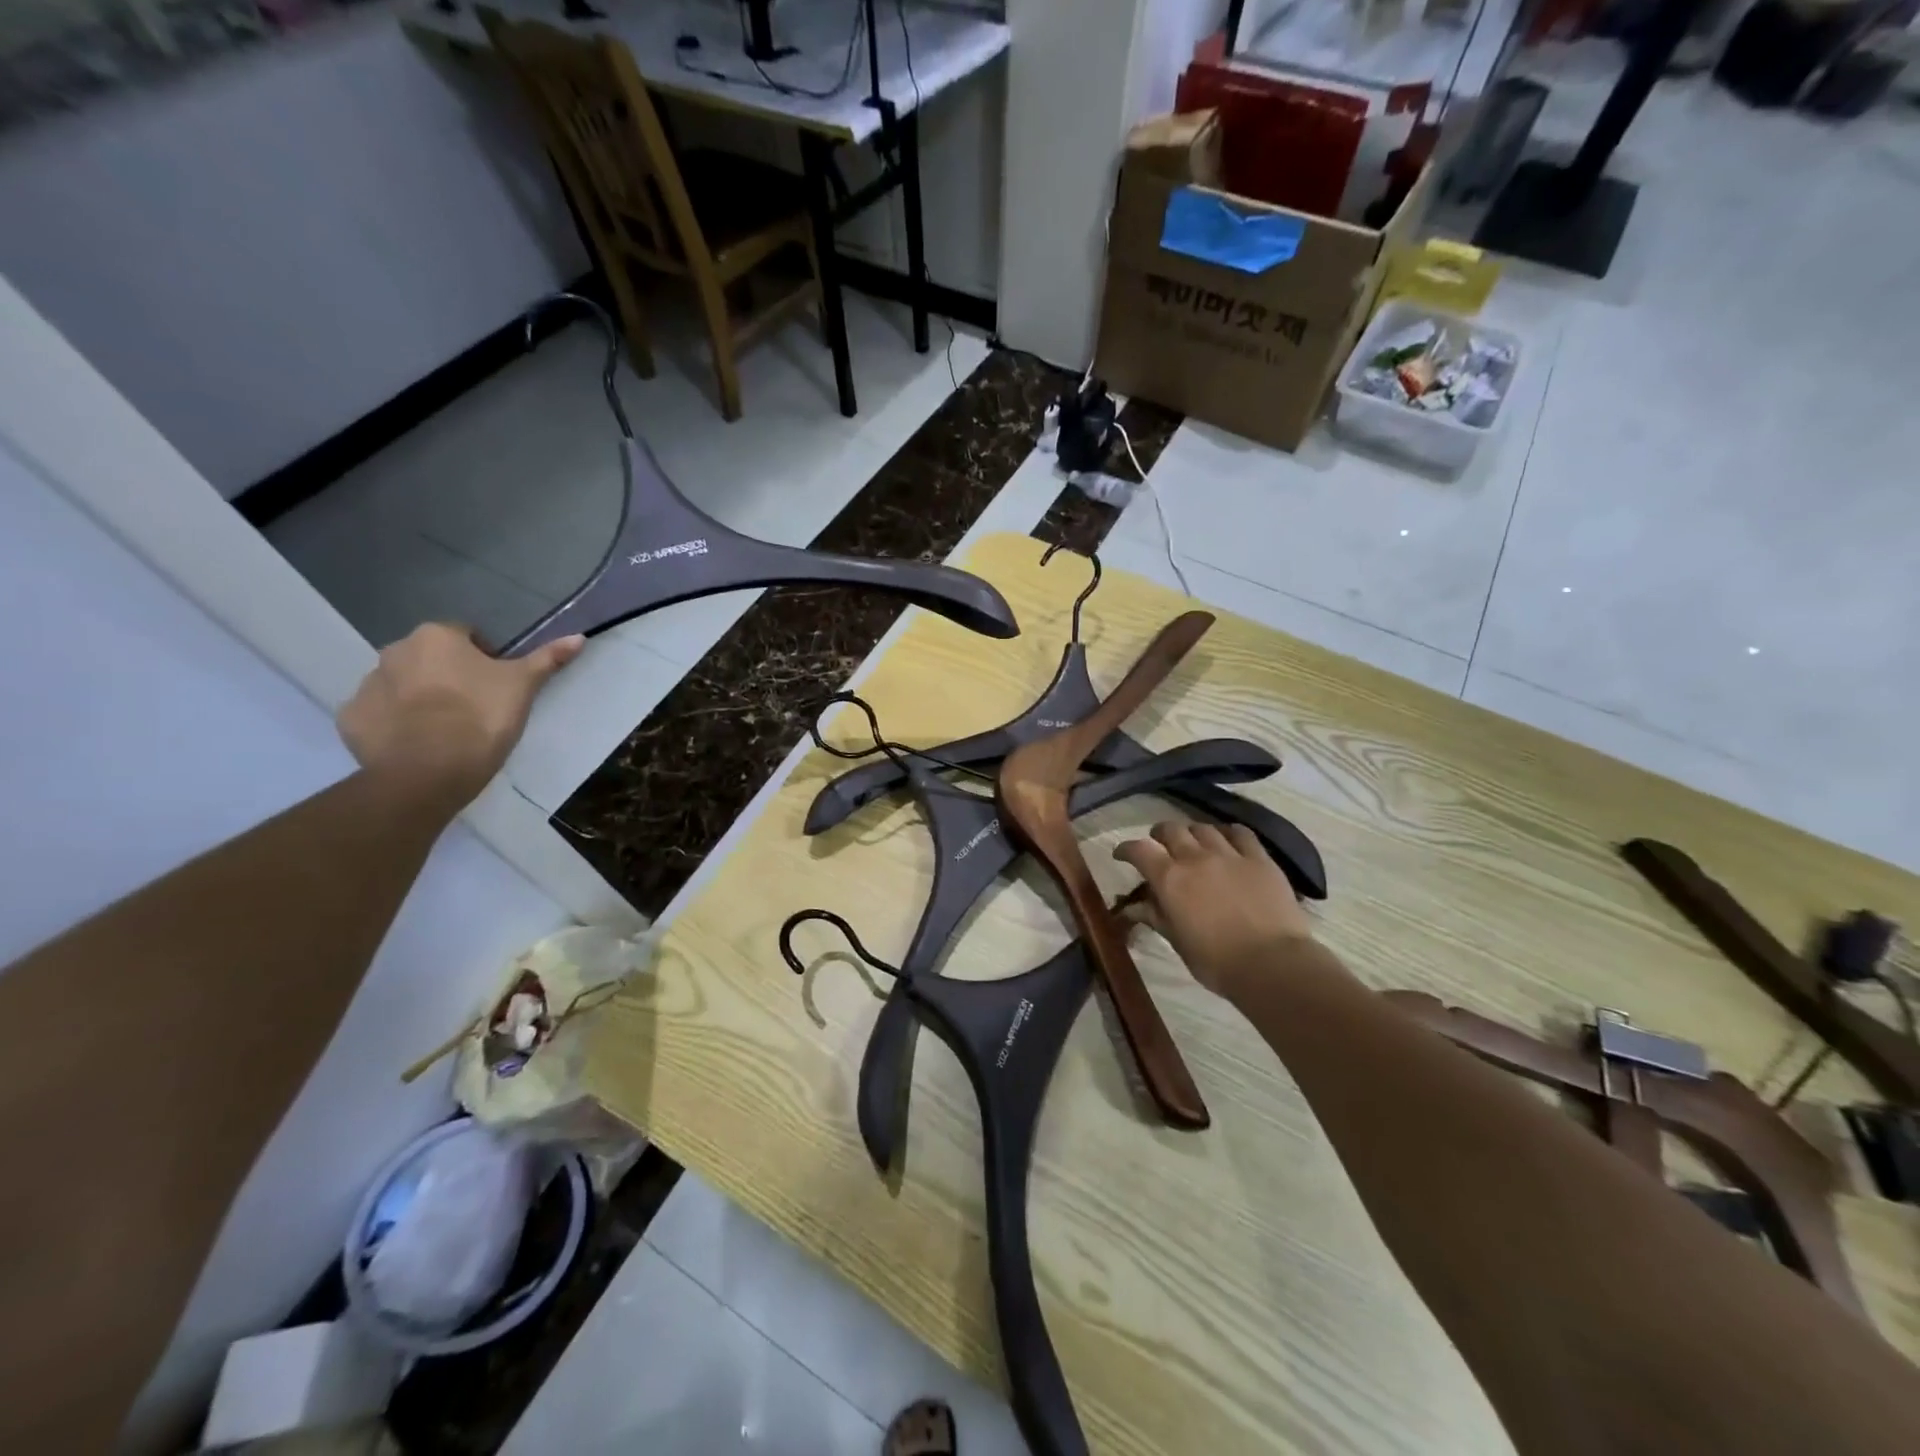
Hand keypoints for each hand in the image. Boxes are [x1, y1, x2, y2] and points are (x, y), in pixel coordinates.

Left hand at [336, 624, 584, 808]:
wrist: (428, 772)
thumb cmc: (481, 718)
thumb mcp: (523, 687)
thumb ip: (547, 659)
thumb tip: (579, 637)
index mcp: (436, 637)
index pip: (466, 636)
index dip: (486, 659)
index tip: (498, 686)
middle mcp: (394, 651)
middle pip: (430, 658)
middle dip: (448, 676)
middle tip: (474, 707)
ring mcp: (366, 685)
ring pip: (401, 684)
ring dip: (420, 698)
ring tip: (446, 730)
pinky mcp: (350, 719)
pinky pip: (378, 714)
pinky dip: (394, 724)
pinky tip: (417, 744)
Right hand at [1113, 821, 1313, 997]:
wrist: (1272, 964)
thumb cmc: (1216, 961)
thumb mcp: (1177, 941)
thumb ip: (1155, 916)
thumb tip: (1132, 907)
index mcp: (1170, 879)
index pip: (1139, 850)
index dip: (1126, 849)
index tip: (1121, 854)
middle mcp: (1195, 857)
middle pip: (1171, 830)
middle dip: (1160, 834)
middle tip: (1159, 845)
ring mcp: (1229, 854)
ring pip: (1204, 828)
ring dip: (1192, 832)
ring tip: (1193, 843)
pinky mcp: (1260, 858)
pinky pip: (1241, 833)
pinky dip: (1228, 833)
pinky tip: (1228, 839)